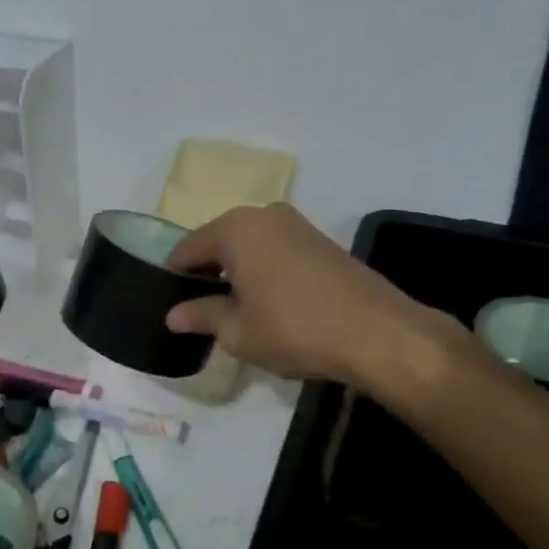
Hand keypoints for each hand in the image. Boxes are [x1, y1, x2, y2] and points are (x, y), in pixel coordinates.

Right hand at [164, 202, 452, 386]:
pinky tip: (268, 301)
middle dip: (208, 272)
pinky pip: (275, 250)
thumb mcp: (238, 331)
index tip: (170, 302)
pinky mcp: (321, 240)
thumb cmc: (295, 328)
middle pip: (220, 241)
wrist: (377, 333)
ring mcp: (296, 224)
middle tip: (201, 309)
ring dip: (237, 271)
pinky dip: (263, 269)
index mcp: (236, 228)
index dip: (175, 276)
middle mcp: (264, 215)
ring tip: (235, 309)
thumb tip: (173, 315)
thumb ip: (202, 316)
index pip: (189, 248)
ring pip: (249, 245)